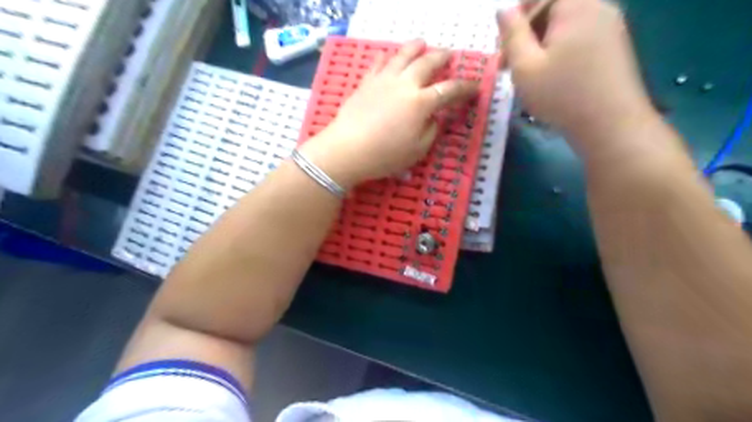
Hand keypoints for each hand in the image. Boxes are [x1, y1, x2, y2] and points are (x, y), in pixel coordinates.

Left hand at [299, 40, 474, 189]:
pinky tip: (389, 55)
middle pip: (427, 63)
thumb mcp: (417, 150)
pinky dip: (387, 57)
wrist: (347, 150)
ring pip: (402, 56)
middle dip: (441, 57)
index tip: (474, 87)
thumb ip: (431, 131)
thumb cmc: (385, 155)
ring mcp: (383, 80)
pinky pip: (379, 63)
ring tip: (422, 43)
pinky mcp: (366, 83)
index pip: (449, 90)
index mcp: (421, 103)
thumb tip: (433, 117)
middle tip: (449, 55)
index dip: (465, 87)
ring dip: (415, 47)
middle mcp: (405, 85)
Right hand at [501, 0, 655, 153]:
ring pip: (566, 24)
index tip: (504, 43)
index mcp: (576, 4)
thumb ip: (511, 34)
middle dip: (528, 31)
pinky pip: (580, 37)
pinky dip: (560, 50)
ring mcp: (611, 26)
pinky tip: (551, 77)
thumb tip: (503, 9)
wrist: (611, 124)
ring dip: (542, 44)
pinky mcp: (615, 46)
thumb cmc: (561, 95)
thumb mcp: (524, 66)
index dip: (519, 14)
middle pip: (554, 7)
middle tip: (509, 63)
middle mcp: (598, 6)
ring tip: (529, 74)